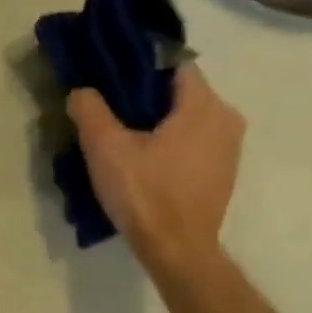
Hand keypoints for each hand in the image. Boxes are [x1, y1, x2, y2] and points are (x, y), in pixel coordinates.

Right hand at [67, 63, 244, 274]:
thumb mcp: (104, 146)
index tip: (109, 71)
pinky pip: (193, 138)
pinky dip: (169, 137)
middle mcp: (226, 119)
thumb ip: (90, 109)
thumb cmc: (144, 192)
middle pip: (181, 89)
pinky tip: (141, 154)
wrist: (176, 249)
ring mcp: (229, 147)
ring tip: (120, 128)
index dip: (140, 63)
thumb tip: (82, 91)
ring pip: (187, 115)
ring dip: (156, 117)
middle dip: (145, 92)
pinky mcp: (222, 170)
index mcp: (204, 106)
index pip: (174, 63)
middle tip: (108, 101)